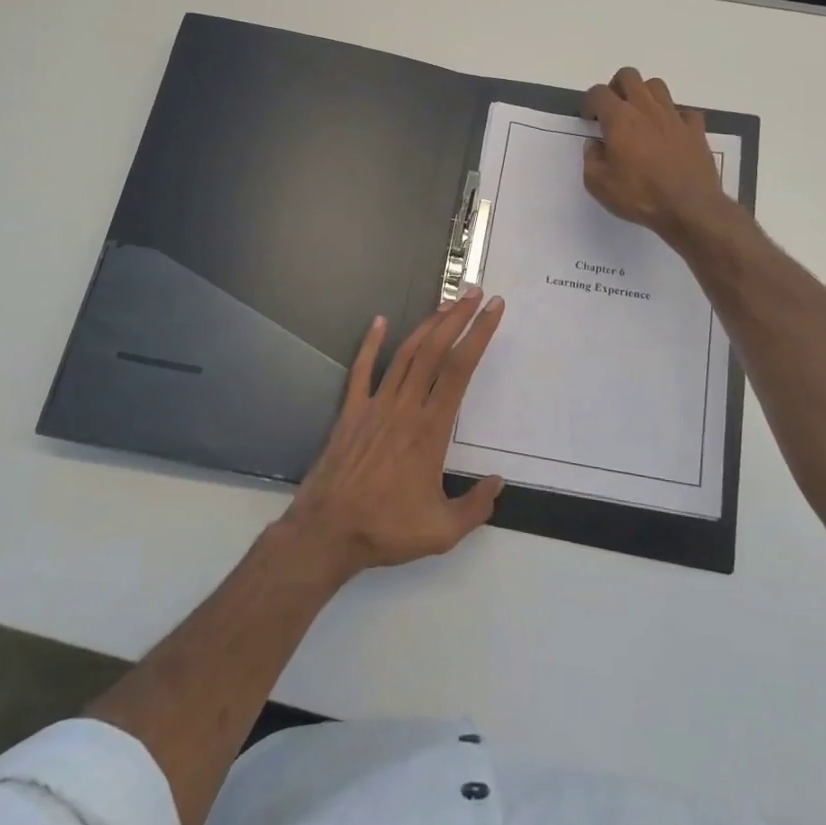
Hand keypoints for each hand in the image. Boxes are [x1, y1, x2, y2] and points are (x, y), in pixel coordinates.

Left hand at [282, 290, 506, 581]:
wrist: (327, 532)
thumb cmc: (386, 529)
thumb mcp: (442, 531)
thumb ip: (476, 506)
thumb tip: (498, 482)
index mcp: (431, 429)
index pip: (460, 369)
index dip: (479, 335)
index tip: (494, 311)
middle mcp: (405, 407)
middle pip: (435, 350)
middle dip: (457, 317)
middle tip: (475, 292)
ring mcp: (375, 405)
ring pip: (405, 354)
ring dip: (427, 325)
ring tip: (446, 303)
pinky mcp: (351, 411)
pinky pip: (362, 370)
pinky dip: (371, 343)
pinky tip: (379, 321)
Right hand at [582, 67, 729, 244]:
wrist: (690, 208)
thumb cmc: (640, 196)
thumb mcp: (599, 185)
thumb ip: (591, 160)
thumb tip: (595, 145)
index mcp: (619, 119)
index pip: (598, 93)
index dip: (589, 102)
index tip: (589, 120)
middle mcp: (646, 109)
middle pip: (629, 76)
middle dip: (616, 87)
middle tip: (612, 110)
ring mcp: (674, 117)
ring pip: (657, 86)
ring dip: (644, 95)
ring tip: (640, 118)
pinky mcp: (695, 129)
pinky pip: (684, 111)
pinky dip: (674, 117)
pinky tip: (670, 133)